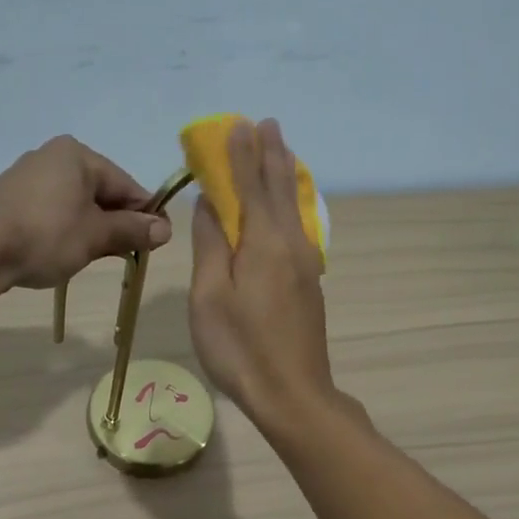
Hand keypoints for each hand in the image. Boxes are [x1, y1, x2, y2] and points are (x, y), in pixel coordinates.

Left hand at [0, 135, 171, 289]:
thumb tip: (165, 230)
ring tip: (98, 256)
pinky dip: (67, 228)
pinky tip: (67, 251)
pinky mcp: (12, 198)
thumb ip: (132, 230)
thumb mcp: (96, 235)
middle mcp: (53, 156)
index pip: (126, 185)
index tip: (157, 243)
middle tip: (130, 254)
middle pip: (101, 191)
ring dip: (93, 228)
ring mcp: (29, 176)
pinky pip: (53, 210)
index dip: (146, 215)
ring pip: (77, 203)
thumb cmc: (46, 236)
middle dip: (118, 222)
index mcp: (78, 155)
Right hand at [188, 119, 334, 431]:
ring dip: (284, 174)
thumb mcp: (210, 297)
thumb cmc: (240, 347)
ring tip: (281, 149)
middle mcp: (290, 244)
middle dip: (269, 155)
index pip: (249, 185)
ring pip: (294, 206)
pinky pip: (298, 225)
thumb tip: (210, 204)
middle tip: (266, 123)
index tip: (236, 124)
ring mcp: (305, 263)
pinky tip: (290, 203)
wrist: (292, 394)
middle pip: (279, 189)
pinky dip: (291, 201)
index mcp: (263, 242)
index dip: (240, 155)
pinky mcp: (309, 282)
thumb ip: (210, 245)